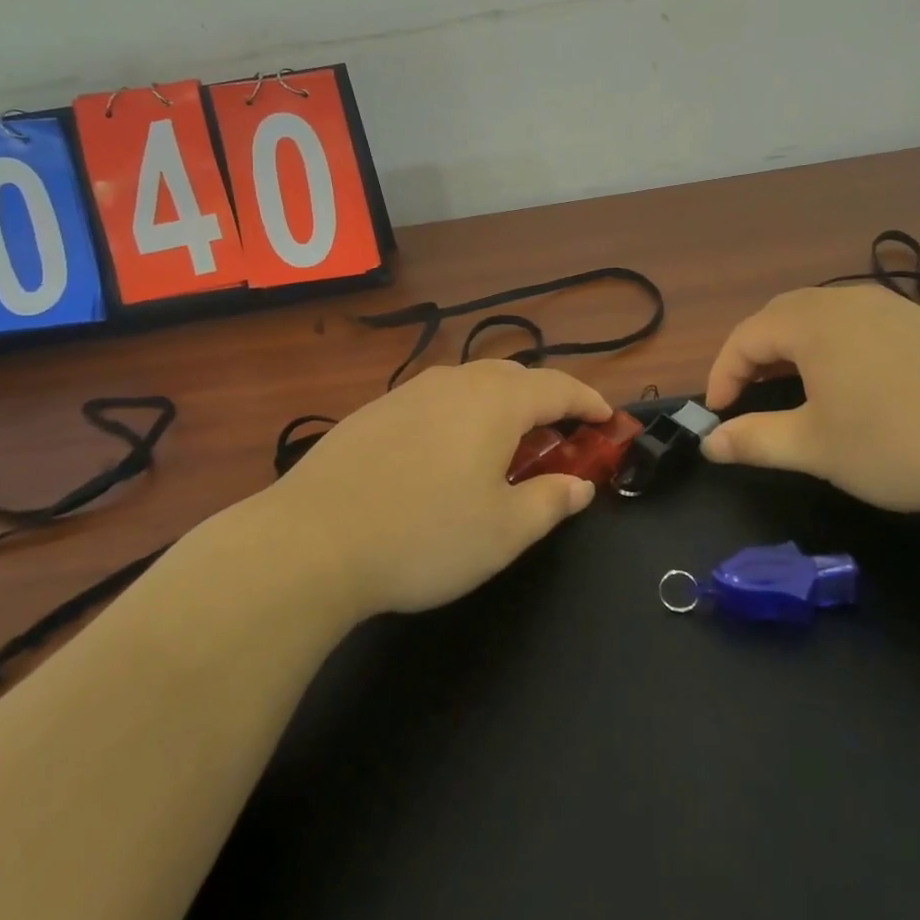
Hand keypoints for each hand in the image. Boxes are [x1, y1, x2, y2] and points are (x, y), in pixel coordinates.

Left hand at [266, 361, 612, 616]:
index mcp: (496, 401)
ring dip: (501, 407)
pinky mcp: (374, 411)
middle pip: (515, 377)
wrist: (310, 541)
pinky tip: (445, 456)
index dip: (589, 402)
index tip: (608, 420)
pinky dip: (461, 416)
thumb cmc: (425, 536)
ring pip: (471, 385)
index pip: (558, 387)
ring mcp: (409, 393)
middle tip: (558, 438)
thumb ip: (551, 502)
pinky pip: (436, 400)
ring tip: (503, 446)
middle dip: (545, 401)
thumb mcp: (505, 531)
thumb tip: (579, 486)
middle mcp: (455, 383)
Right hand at [702, 285, 919, 514]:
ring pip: (819, 316)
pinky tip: (849, 380)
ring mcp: (887, 306)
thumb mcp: (815, 448)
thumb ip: (755, 440)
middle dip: (754, 354)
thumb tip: (708, 443)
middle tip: (748, 395)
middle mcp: (844, 301)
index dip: (722, 374)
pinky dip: (831, 345)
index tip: (718, 414)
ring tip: (791, 387)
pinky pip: (855, 322)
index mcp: (810, 323)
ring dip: (792, 347)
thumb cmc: (897, 442)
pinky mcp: (919, 321)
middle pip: (779, 316)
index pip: (745, 337)